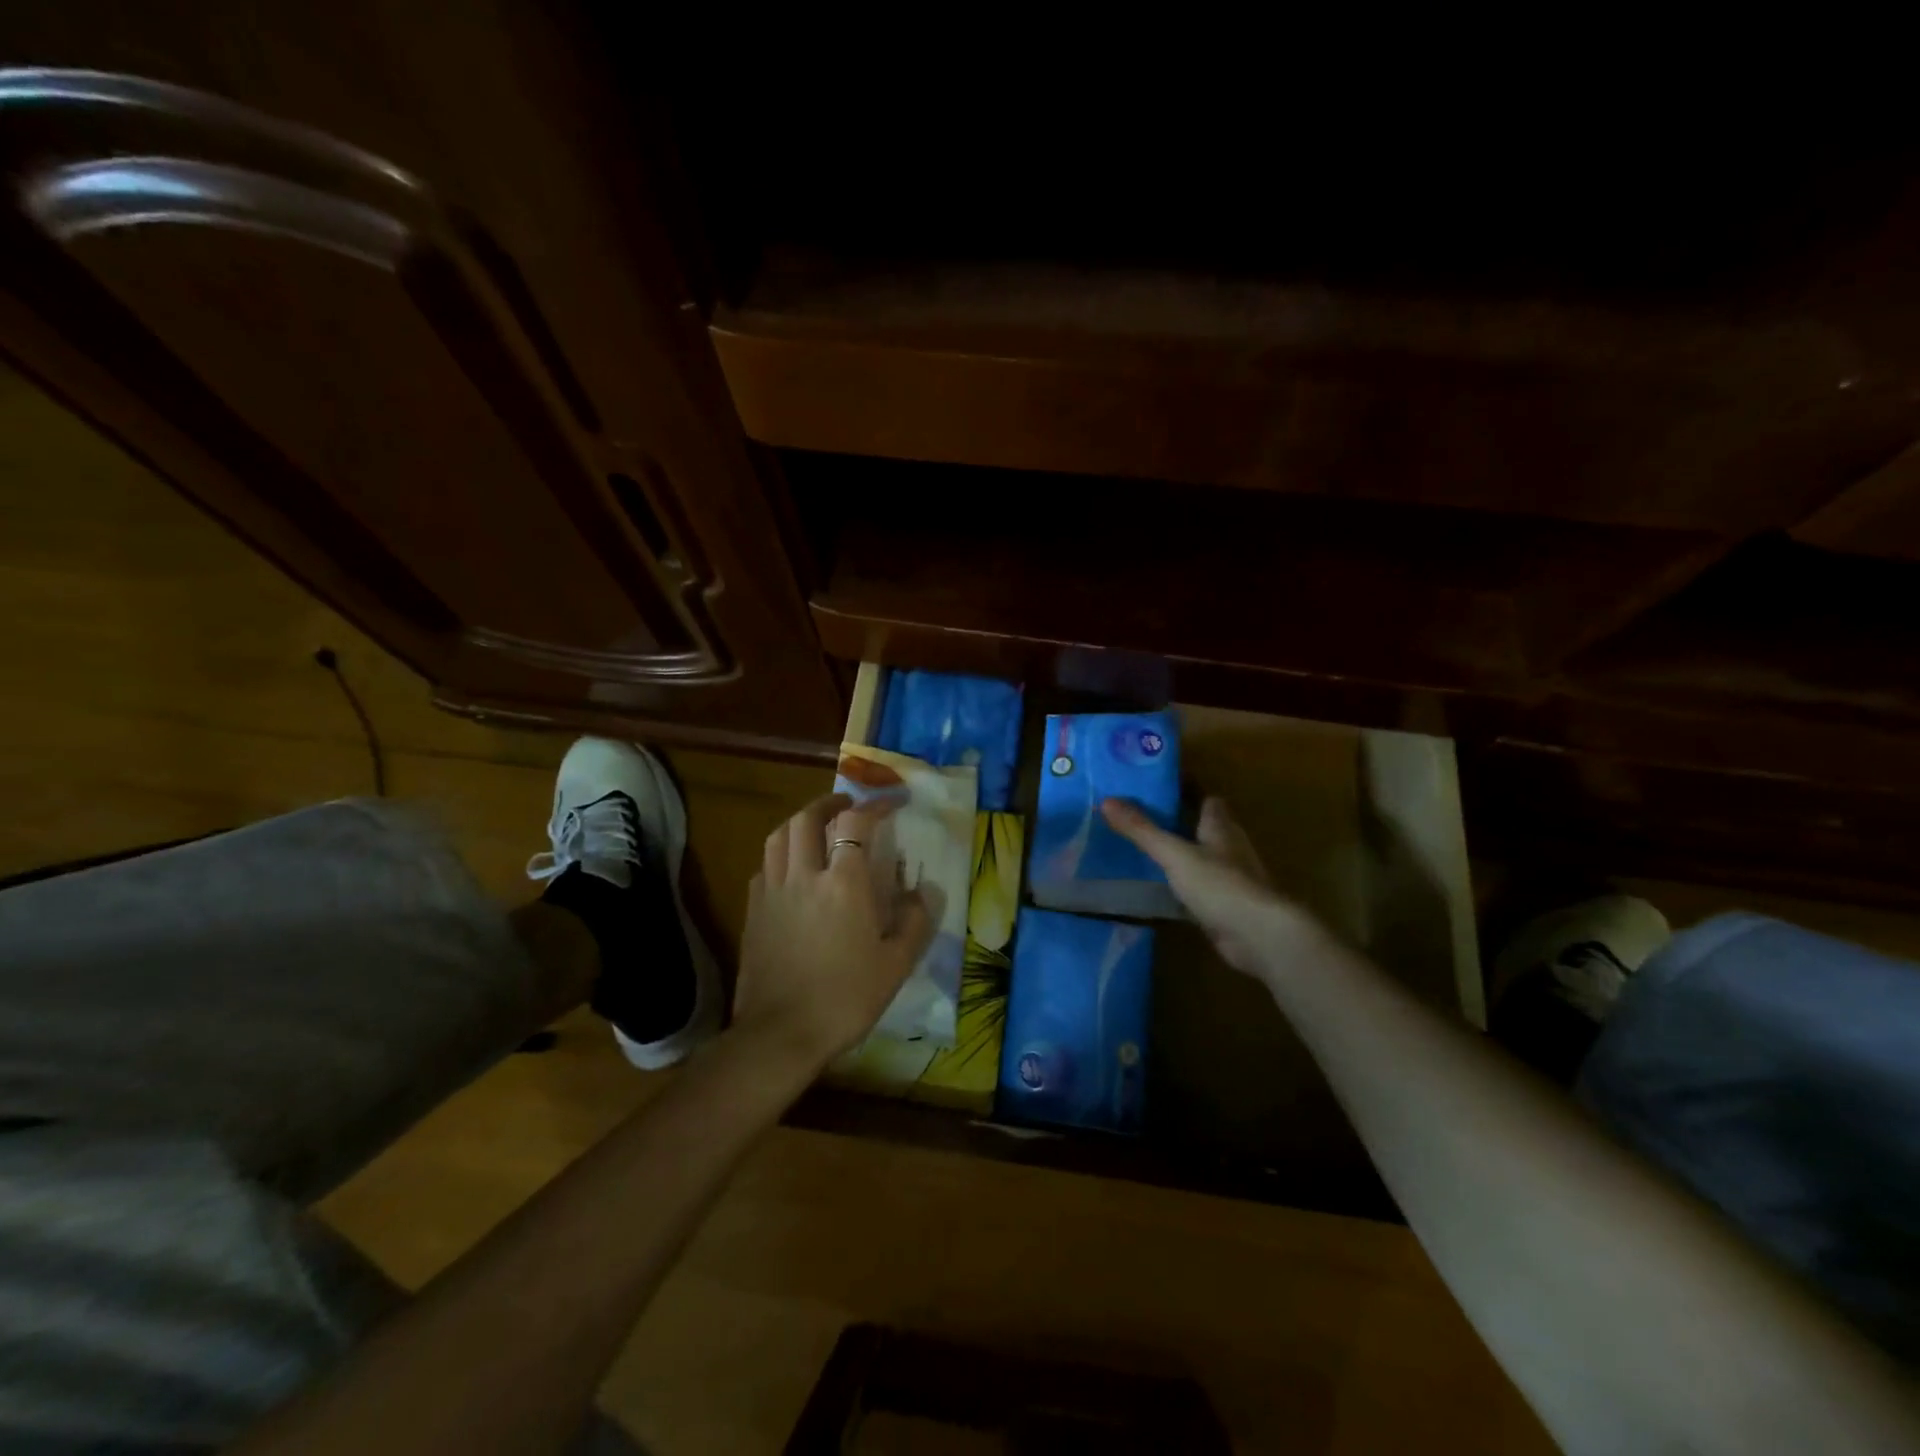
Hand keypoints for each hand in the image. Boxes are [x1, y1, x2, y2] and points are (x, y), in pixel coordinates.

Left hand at [735, 792, 935, 1067]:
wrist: (781, 1034)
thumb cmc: (845, 998)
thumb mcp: (896, 965)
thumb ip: (914, 922)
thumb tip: (922, 893)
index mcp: (843, 883)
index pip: (856, 822)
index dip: (875, 805)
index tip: (892, 803)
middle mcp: (804, 875)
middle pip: (807, 818)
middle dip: (829, 803)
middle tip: (847, 805)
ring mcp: (773, 891)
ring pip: (779, 836)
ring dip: (800, 821)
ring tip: (816, 826)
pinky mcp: (753, 910)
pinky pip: (765, 865)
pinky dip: (781, 853)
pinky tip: (791, 868)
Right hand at [1101, 796, 1300, 977]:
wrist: (1259, 936)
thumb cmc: (1220, 884)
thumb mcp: (1174, 854)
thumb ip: (1142, 830)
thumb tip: (1107, 800)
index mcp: (1221, 827)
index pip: (1208, 799)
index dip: (1187, 791)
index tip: (1159, 787)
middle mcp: (1230, 848)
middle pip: (1206, 827)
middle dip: (1180, 821)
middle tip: (1143, 817)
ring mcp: (1232, 879)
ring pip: (1203, 858)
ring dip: (1182, 854)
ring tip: (1145, 850)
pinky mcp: (1227, 906)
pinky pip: (1200, 889)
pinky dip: (1183, 886)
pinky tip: (1160, 890)